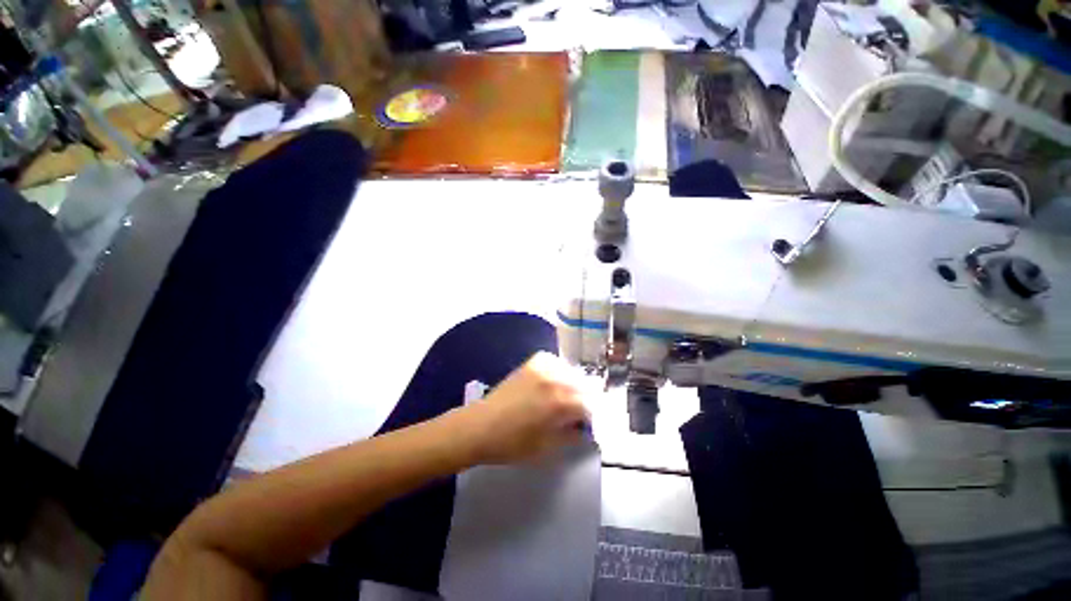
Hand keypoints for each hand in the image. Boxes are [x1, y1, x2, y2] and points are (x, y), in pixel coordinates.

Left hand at [463, 352, 590, 464]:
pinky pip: (556, 362)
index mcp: (561, 403)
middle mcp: (556, 380)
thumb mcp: (547, 447)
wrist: (481, 426)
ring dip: (575, 385)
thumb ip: (573, 435)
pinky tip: (554, 383)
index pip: (591, 405)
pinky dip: (559, 371)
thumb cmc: (513, 443)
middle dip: (586, 400)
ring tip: (567, 398)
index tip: (590, 425)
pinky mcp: (533, 362)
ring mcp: (544, 368)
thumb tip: (586, 429)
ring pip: (572, 373)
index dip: (593, 417)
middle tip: (579, 414)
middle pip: (585, 386)